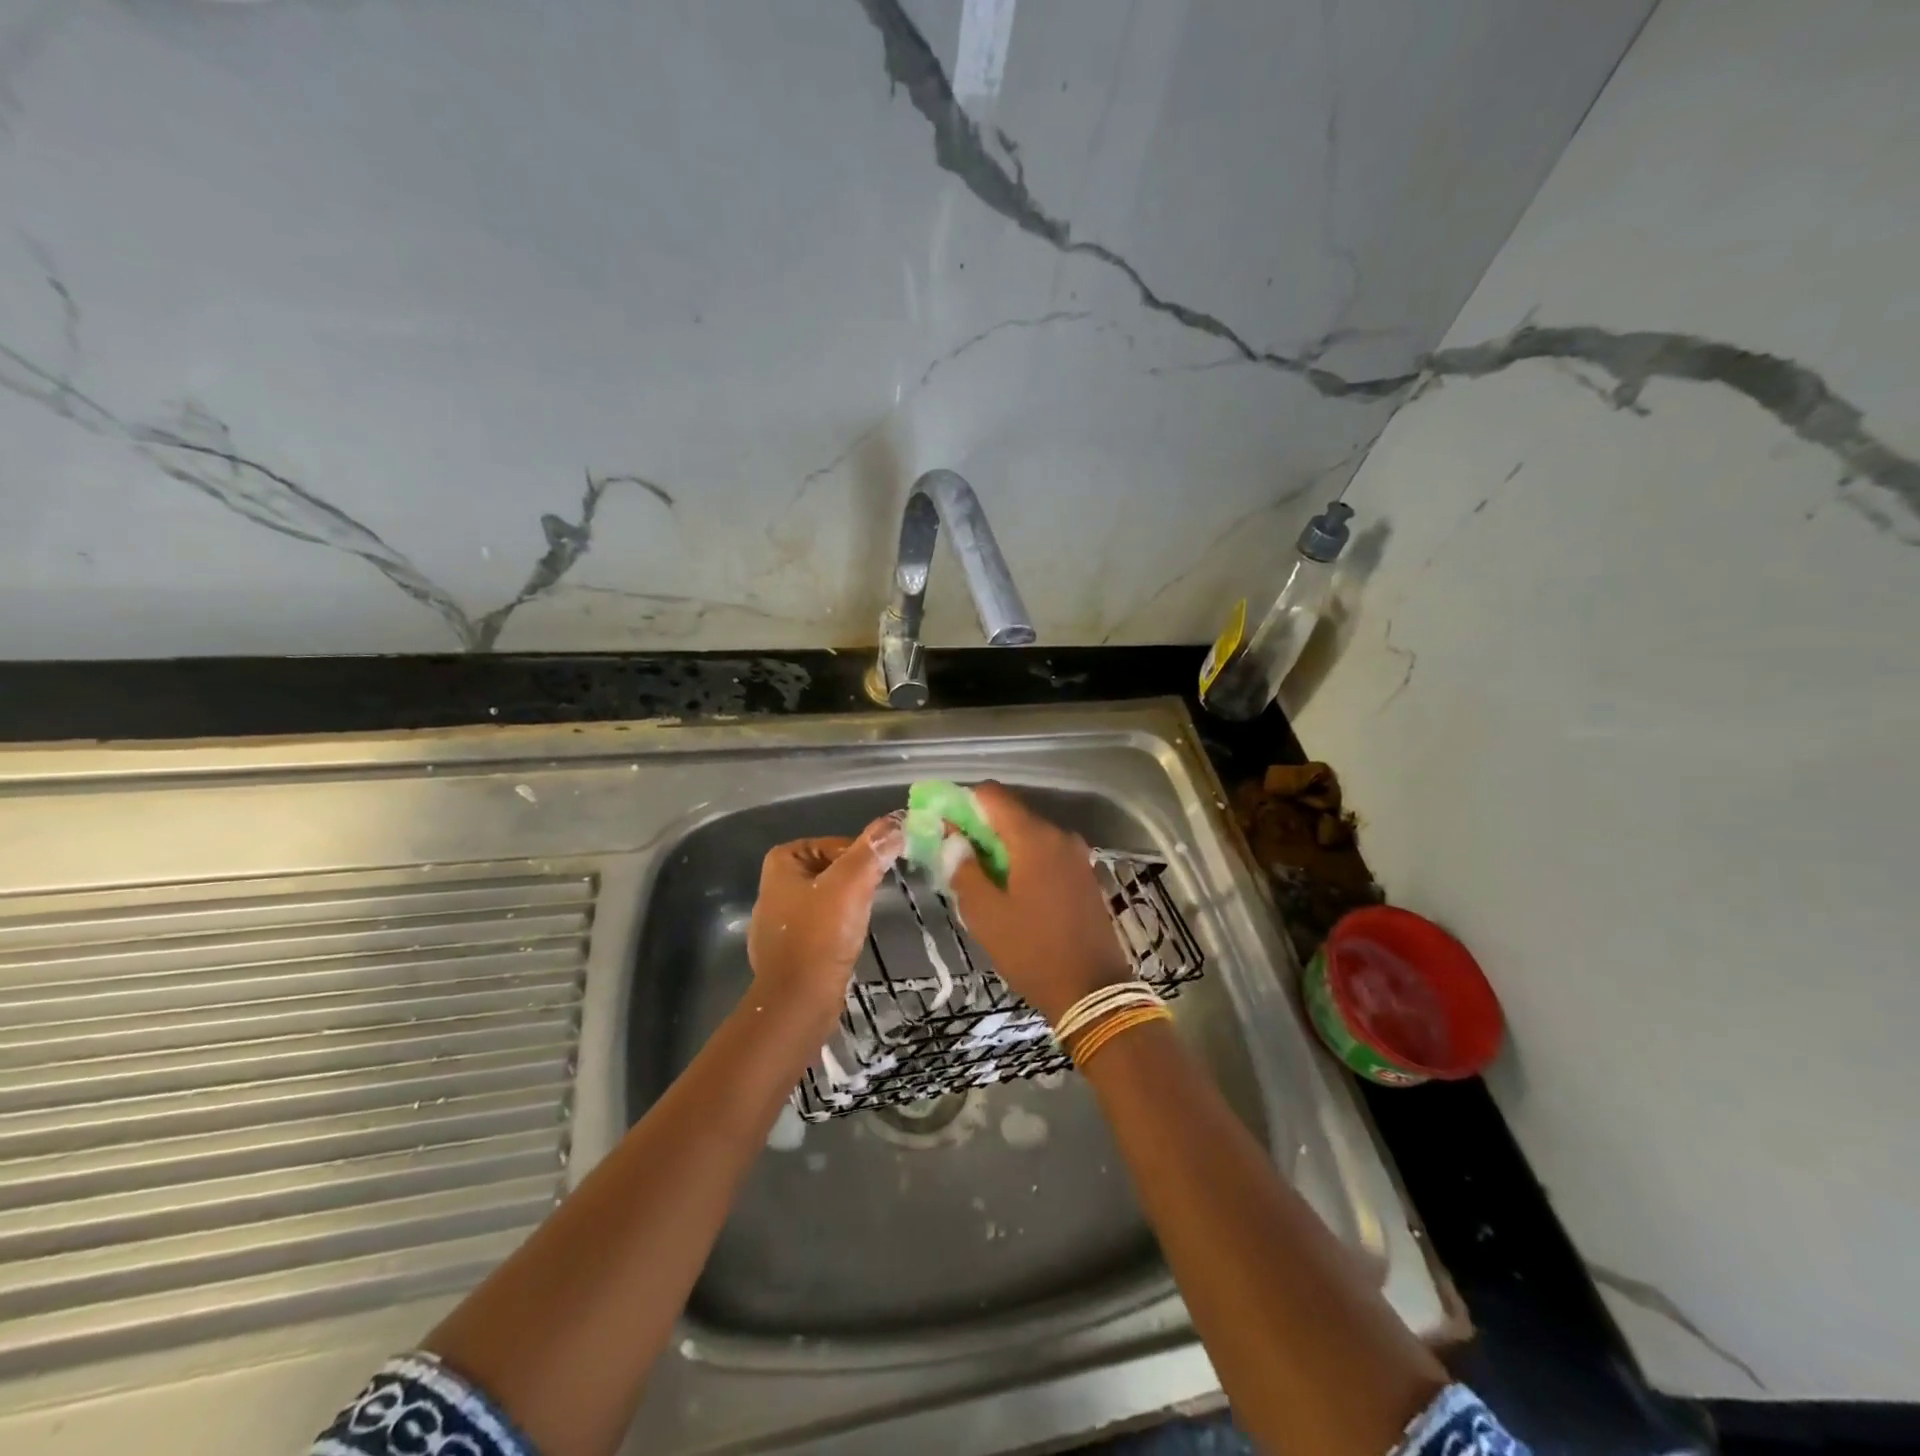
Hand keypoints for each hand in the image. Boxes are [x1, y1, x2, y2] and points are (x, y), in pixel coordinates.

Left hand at [748, 815, 901, 1017]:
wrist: (798, 1002)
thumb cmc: (821, 935)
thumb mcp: (851, 884)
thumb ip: (873, 850)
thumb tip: (898, 821)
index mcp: (782, 861)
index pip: (838, 845)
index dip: (861, 860)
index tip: (876, 879)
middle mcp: (775, 884)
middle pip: (834, 870)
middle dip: (855, 884)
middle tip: (871, 902)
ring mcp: (778, 919)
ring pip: (829, 899)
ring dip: (849, 908)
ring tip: (860, 924)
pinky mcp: (787, 948)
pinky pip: (822, 926)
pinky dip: (837, 931)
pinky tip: (846, 944)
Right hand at [946, 783, 1130, 1022]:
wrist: (1092, 991)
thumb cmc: (1032, 950)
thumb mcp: (985, 913)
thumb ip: (963, 868)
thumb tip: (953, 837)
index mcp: (1034, 838)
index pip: (992, 795)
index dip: (963, 803)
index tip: (944, 826)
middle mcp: (1059, 835)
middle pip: (1012, 815)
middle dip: (981, 830)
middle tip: (956, 858)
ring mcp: (1077, 855)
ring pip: (1029, 836)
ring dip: (1002, 849)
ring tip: (981, 880)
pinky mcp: (1084, 875)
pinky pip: (1046, 854)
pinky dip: (1025, 862)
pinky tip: (1012, 891)